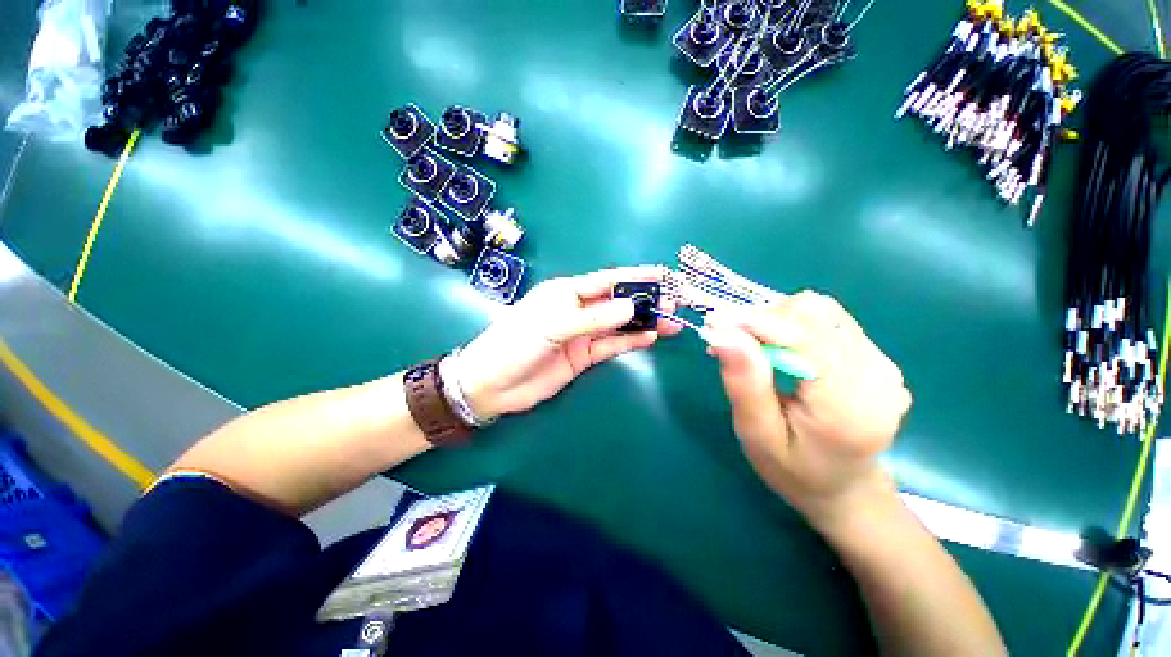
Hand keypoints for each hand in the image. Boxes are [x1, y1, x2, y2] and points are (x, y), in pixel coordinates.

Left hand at [457, 266, 681, 419]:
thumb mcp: (552, 326)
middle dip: (644, 301)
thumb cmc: (516, 344)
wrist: (494, 385)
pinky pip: (611, 346)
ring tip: (671, 322)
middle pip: (617, 303)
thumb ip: (592, 319)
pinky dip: (630, 342)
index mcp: (566, 293)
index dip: (635, 276)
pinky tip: (649, 338)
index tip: (662, 275)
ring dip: (643, 323)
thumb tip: (631, 307)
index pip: (607, 280)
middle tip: (674, 302)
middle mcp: (578, 310)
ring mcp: (582, 334)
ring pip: (618, 326)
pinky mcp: (584, 356)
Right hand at [703, 291, 910, 525]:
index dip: (756, 321)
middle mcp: (877, 375)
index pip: (804, 337)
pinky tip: (776, 349)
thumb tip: (723, 333)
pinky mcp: (875, 357)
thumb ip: (744, 383)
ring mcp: (882, 363)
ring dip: (777, 320)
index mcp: (851, 404)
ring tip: (752, 347)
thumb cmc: (793, 470)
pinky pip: (827, 321)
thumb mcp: (758, 434)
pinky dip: (792, 325)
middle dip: (764, 320)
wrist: (843, 488)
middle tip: (731, 341)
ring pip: (820, 311)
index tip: (715, 322)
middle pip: (814, 314)